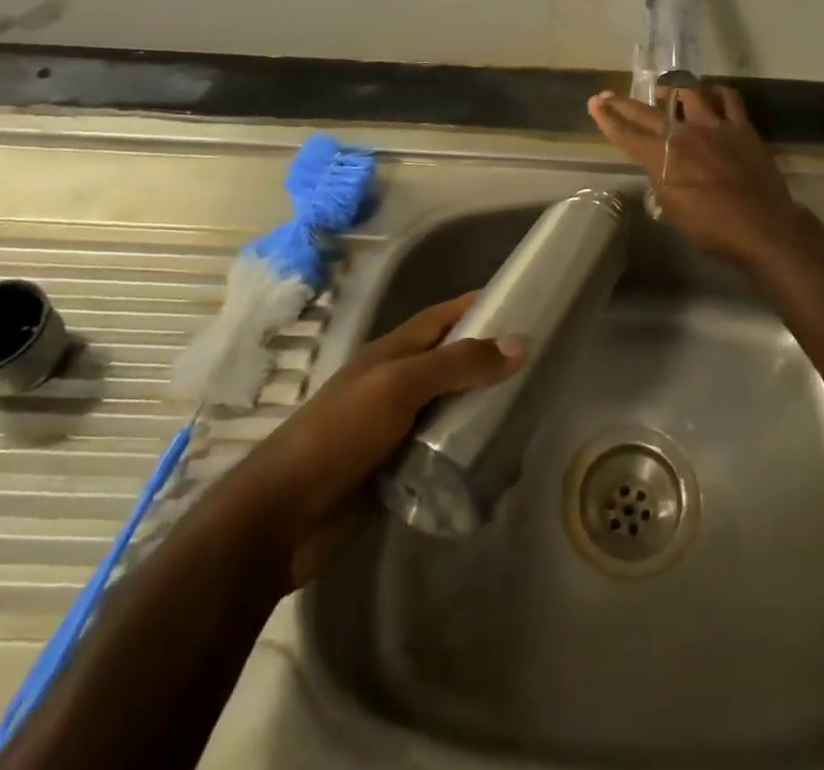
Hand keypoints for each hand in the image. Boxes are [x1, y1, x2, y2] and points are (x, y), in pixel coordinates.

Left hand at [218, 293, 526, 588]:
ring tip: (530, 414)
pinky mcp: (399, 470)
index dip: (480, 305)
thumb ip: (458, 364)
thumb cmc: (339, 434)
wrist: (282, 519)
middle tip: (541, 366)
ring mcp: (398, 429)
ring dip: (484, 410)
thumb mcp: (400, 386)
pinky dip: (469, 452)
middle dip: (492, 361)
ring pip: (452, 409)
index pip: (444, 317)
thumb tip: (520, 344)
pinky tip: (499, 461)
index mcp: (393, 353)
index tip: (525, 303)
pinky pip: (444, 453)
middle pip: (454, 363)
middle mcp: (398, 384)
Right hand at [588, 86, 809, 268]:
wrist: (762, 228)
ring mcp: (715, 126)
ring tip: (663, 91)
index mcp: (664, 158)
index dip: (608, 119)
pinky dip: (716, 92)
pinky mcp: (741, 126)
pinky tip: (710, 93)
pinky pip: (728, 98)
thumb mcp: (673, 210)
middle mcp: (685, 134)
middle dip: (624, 104)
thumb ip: (661, 181)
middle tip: (608, 95)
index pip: (627, 134)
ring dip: (671, 90)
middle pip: (648, 113)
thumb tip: (659, 165)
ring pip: (688, 93)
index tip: (594, 104)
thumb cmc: (713, 229)